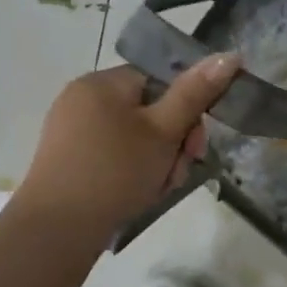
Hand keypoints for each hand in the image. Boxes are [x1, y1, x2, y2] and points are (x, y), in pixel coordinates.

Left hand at [15, 55, 240, 235]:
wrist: (56, 230)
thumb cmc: (115, 171)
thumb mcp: (164, 131)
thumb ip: (196, 92)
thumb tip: (229, 55)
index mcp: (102, 82)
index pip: (160, 80)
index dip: (186, 110)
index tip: (195, 145)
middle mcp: (83, 99)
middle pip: (150, 110)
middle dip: (174, 142)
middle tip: (178, 172)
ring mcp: (72, 131)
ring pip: (136, 137)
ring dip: (158, 160)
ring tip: (159, 188)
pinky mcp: (69, 160)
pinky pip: (114, 155)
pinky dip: (133, 170)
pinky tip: (139, 193)